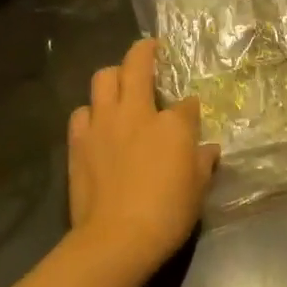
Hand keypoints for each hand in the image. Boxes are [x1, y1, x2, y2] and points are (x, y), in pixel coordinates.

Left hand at [67, 39, 218, 280]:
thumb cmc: (167, 213)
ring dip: (113, 76)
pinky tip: (97, 123)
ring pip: (102, 78)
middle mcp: (135, 112)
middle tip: (150, 48)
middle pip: (136, 65)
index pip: (186, 104)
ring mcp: (103, 123)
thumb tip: (207, 149)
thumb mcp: (198, 189)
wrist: (117, 238)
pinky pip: (82, 112)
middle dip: (145, 51)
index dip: (190, 107)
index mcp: (172, 123)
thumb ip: (203, 162)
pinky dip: (91, 112)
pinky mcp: (78, 141)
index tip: (191, 113)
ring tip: (120, 85)